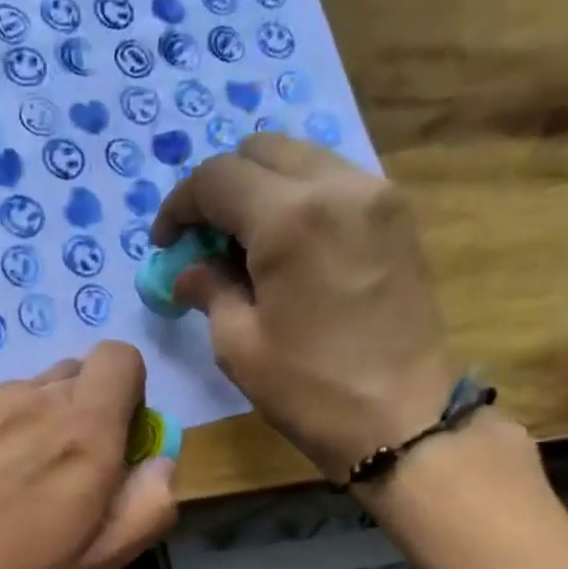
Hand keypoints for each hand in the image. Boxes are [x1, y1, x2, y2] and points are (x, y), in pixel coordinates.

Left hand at [0, 343, 177, 568]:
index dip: (126, 395)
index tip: (113, 444)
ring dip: (28, 429)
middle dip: (79, 416)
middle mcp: (27, 402)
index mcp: (81, 433)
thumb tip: (160, 461)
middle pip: (70, 378)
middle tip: (57, 482)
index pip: (120, 358)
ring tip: (0, 495)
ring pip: (20, 397)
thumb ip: (146, 506)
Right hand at [154, 135, 456, 482]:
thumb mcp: (238, 345)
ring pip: (301, 158)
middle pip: (260, 151)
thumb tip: (188, 271)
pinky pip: (334, 180)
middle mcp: (337, 185)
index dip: (179, 206)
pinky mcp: (397, 214)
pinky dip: (299, 198)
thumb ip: (209, 289)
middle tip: (204, 241)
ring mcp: (376, 194)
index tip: (165, 244)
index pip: (216, 178)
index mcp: (289, 219)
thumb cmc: (310, 389)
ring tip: (244, 244)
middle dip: (220, 188)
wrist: (402, 417)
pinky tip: (287, 247)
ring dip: (261, 189)